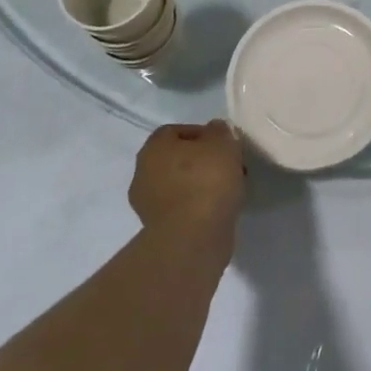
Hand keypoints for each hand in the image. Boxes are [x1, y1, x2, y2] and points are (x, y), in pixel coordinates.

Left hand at [130, 120, 245, 243]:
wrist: (193, 238)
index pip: (175, 131)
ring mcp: (147, 204)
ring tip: (226, 189)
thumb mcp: (223, 142)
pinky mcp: (157, 230)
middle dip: (201, 160)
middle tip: (227, 166)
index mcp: (153, 147)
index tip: (223, 143)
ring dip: (199, 184)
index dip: (201, 134)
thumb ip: (219, 131)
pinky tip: (217, 208)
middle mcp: (143, 173)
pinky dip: (197, 206)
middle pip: (176, 158)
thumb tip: (214, 131)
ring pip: (178, 185)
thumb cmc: (206, 180)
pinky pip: (181, 207)